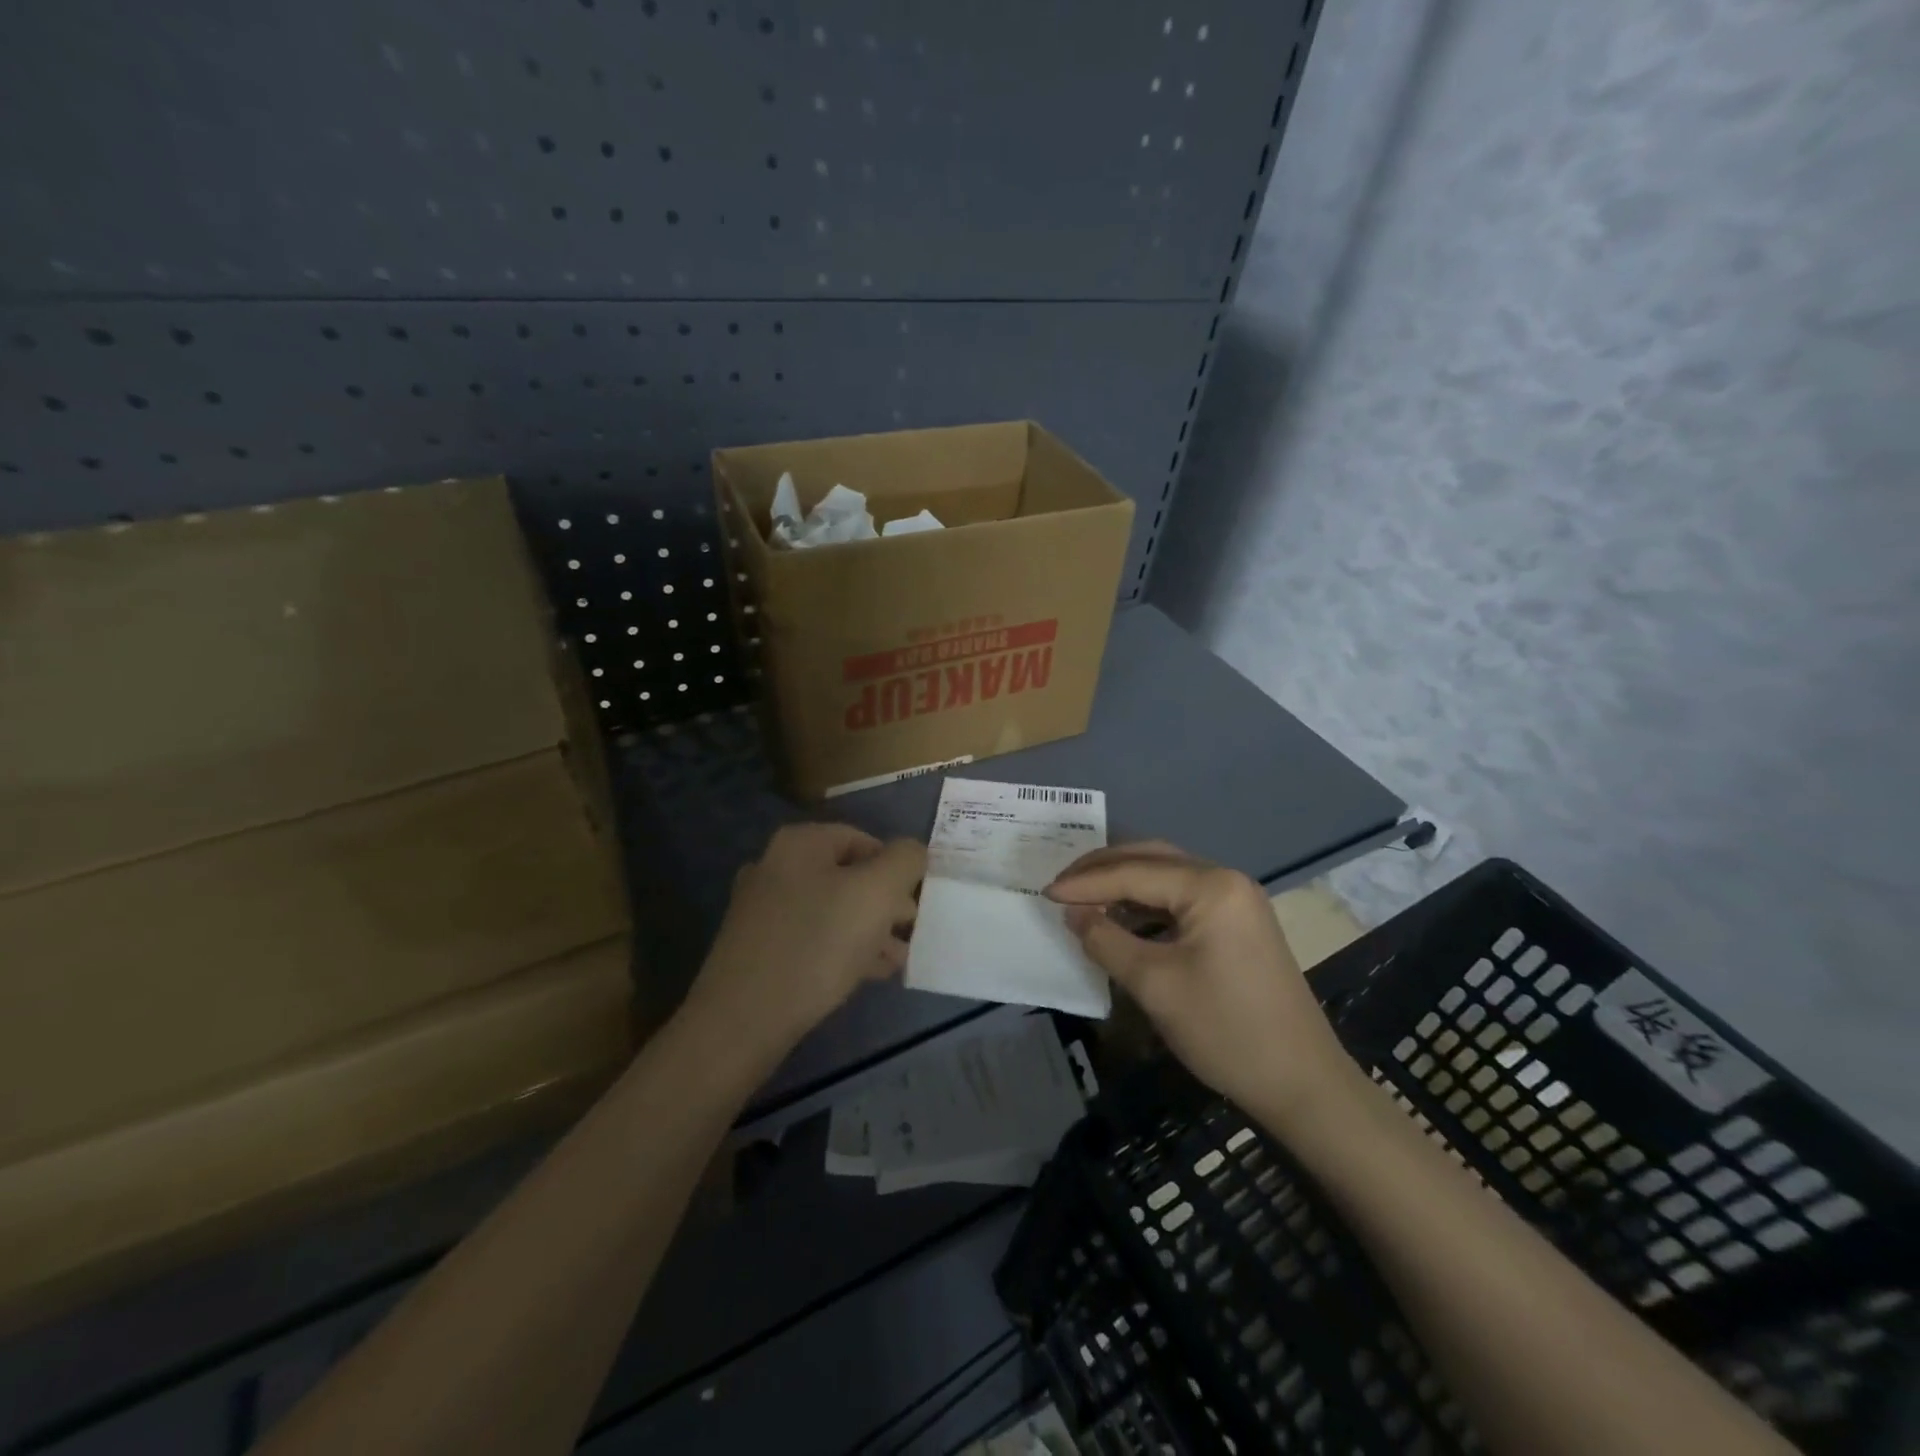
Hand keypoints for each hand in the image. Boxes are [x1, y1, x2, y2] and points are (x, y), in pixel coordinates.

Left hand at [684, 822, 925, 1060]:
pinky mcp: (757, 949)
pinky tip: (867, 974)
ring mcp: (761, 909)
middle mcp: (775, 866)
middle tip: (912, 932)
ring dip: (870, 930)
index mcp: (800, 843)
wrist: (742, 1020)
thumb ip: (905, 860)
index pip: (864, 840)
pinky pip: (812, 938)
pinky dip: (842, 950)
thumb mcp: (877, 892)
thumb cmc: (817, 944)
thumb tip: (913, 852)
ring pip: (832, 910)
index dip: (897, 868)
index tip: (917, 903)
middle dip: (886, 904)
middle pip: (848, 876)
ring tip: (897, 959)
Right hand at [1046, 842, 1354, 1125]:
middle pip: (1152, 859)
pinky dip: (1147, 904)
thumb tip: (1073, 913)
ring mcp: (1237, 901)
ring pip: (1167, 877)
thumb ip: (1106, 940)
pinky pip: (1182, 899)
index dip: (1086, 883)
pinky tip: (1123, 920)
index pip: (1133, 872)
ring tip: (1084, 899)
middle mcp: (1226, 880)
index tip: (1045, 893)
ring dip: (1124, 884)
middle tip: (1061, 885)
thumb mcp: (1155, 985)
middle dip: (1103, 869)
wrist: (1303, 1084)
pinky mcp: (1239, 924)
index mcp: (1210, 886)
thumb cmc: (1225, 1030)